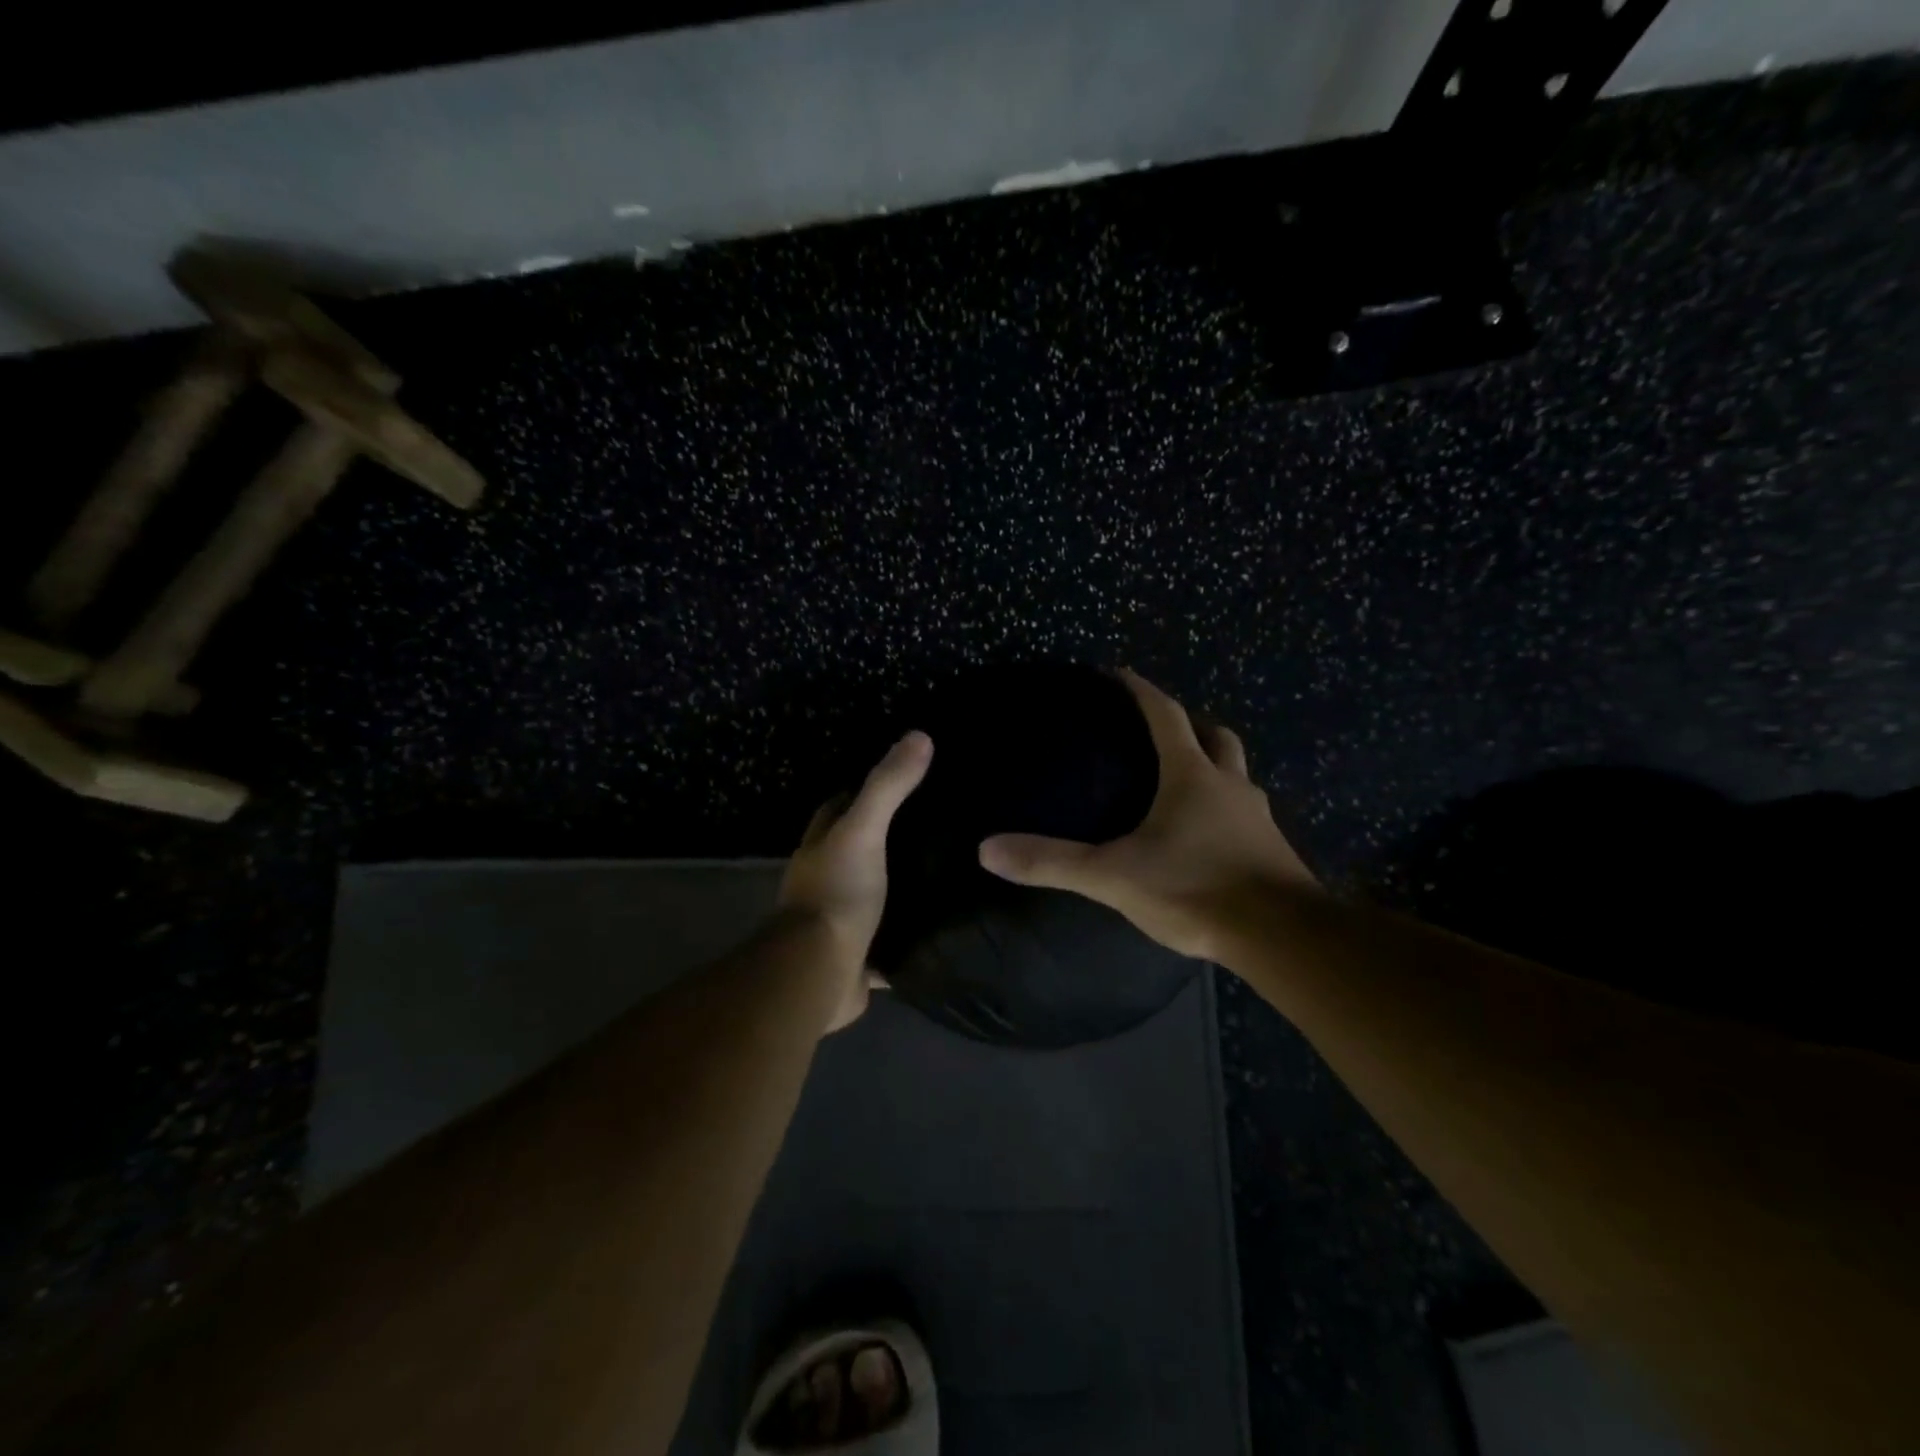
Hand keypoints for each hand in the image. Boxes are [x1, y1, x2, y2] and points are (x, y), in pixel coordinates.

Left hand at [778, 731, 932, 1030]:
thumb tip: (920, 735)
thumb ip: (888, 786)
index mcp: (821, 845)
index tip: (907, 780)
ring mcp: (840, 918)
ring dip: (900, 884)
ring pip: (874, 892)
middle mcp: (826, 878)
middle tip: (939, 825)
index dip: (866, 789)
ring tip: (949, 870)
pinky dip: (909, 933)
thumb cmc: (837, 893)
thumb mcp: (863, 830)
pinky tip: (944, 925)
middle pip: (857, 847)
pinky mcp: (859, 956)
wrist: (819, 973)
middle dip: (888, 836)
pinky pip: (889, 939)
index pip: (840, 804)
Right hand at [977, 671, 1315, 961]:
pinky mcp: (1272, 849)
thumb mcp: (1114, 876)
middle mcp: (1230, 785)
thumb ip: (1051, 862)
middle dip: (1189, 724)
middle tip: (1162, 729)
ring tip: (1185, 780)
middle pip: (1215, 737)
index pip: (1165, 715)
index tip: (1121, 673)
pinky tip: (1208, 833)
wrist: (1281, 936)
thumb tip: (986, 849)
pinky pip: (1245, 812)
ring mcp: (1257, 817)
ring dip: (1213, 765)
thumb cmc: (1196, 889)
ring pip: (1236, 774)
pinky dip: (1225, 806)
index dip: (1142, 691)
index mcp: (1192, 776)